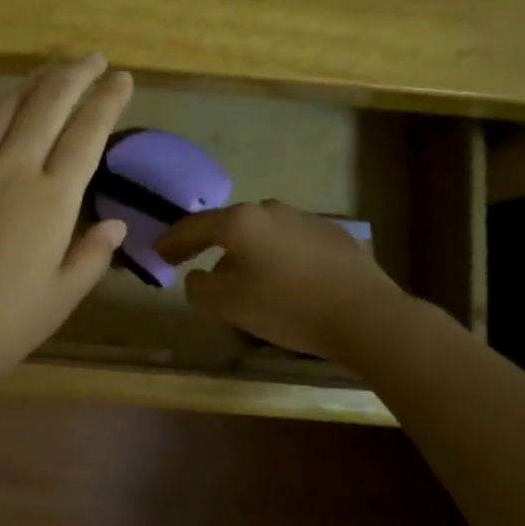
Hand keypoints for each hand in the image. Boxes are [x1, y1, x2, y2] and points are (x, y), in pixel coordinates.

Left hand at [0, 56, 133, 403]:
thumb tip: (114, 223)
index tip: (122, 78)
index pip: (87, 132)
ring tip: (43, 76)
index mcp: (50, 200)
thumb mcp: (58, 300)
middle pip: (46, 104)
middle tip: (90, 57)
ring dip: (26, 87)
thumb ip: (91, 256)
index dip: (108, 100)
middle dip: (74, 74)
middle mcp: (8, 169)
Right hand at [156, 200, 403, 357]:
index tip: (160, 252)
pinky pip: (292, 242)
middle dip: (211, 244)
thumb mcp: (228, 305)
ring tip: (244, 277)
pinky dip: (279, 256)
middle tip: (197, 264)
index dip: (173, 240)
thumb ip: (199, 288)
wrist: (365, 315)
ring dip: (247, 251)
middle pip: (230, 225)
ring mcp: (305, 219)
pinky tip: (285, 279)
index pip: (194, 226)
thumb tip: (198, 277)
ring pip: (263, 232)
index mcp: (240, 222)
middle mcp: (270, 210)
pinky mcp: (334, 235)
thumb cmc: (287, 307)